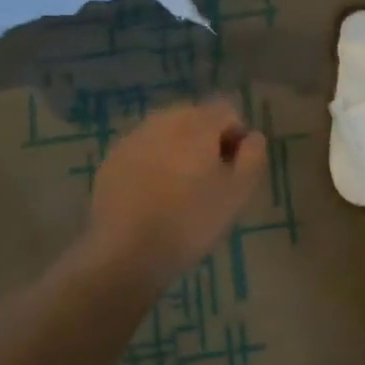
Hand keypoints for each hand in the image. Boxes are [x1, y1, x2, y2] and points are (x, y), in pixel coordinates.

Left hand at [81, 98, 267, 288]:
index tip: (234, 167)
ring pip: (166, 132)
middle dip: (206, 139)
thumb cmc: (192, 221)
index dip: (236, 135)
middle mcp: (163, 121)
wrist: (126, 253)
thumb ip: (253, 156)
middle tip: (209, 177)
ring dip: (179, 148)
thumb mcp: (239, 192)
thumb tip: (252, 136)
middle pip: (194, 117)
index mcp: (197, 125)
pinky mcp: (111, 160)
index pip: (226, 110)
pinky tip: (153, 193)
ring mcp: (133, 139)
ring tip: (180, 186)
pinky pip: (142, 149)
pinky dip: (153, 162)